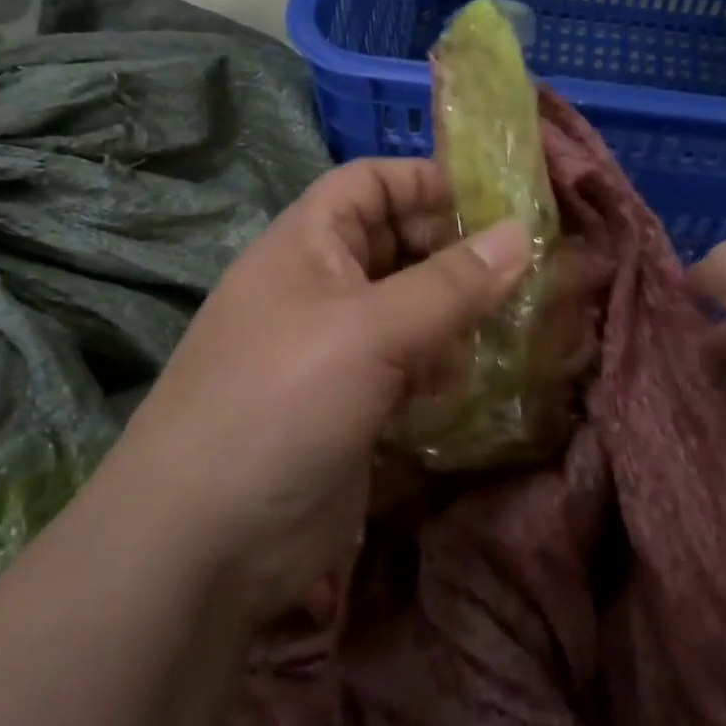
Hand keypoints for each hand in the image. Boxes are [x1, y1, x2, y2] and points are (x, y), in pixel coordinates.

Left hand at [121, 159, 530, 623]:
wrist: (201, 545)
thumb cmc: (280, 403)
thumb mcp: (370, 332)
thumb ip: (450, 283)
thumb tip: (523, 233)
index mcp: (307, 245)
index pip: (369, 183)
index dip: (426, 181)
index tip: (496, 201)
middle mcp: (321, 287)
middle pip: (397, 244)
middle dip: (455, 251)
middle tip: (524, 267)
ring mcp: (336, 349)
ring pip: (410, 308)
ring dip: (457, 313)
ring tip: (511, 324)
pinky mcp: (352, 404)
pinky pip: (409, 365)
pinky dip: (442, 365)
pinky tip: (473, 380)